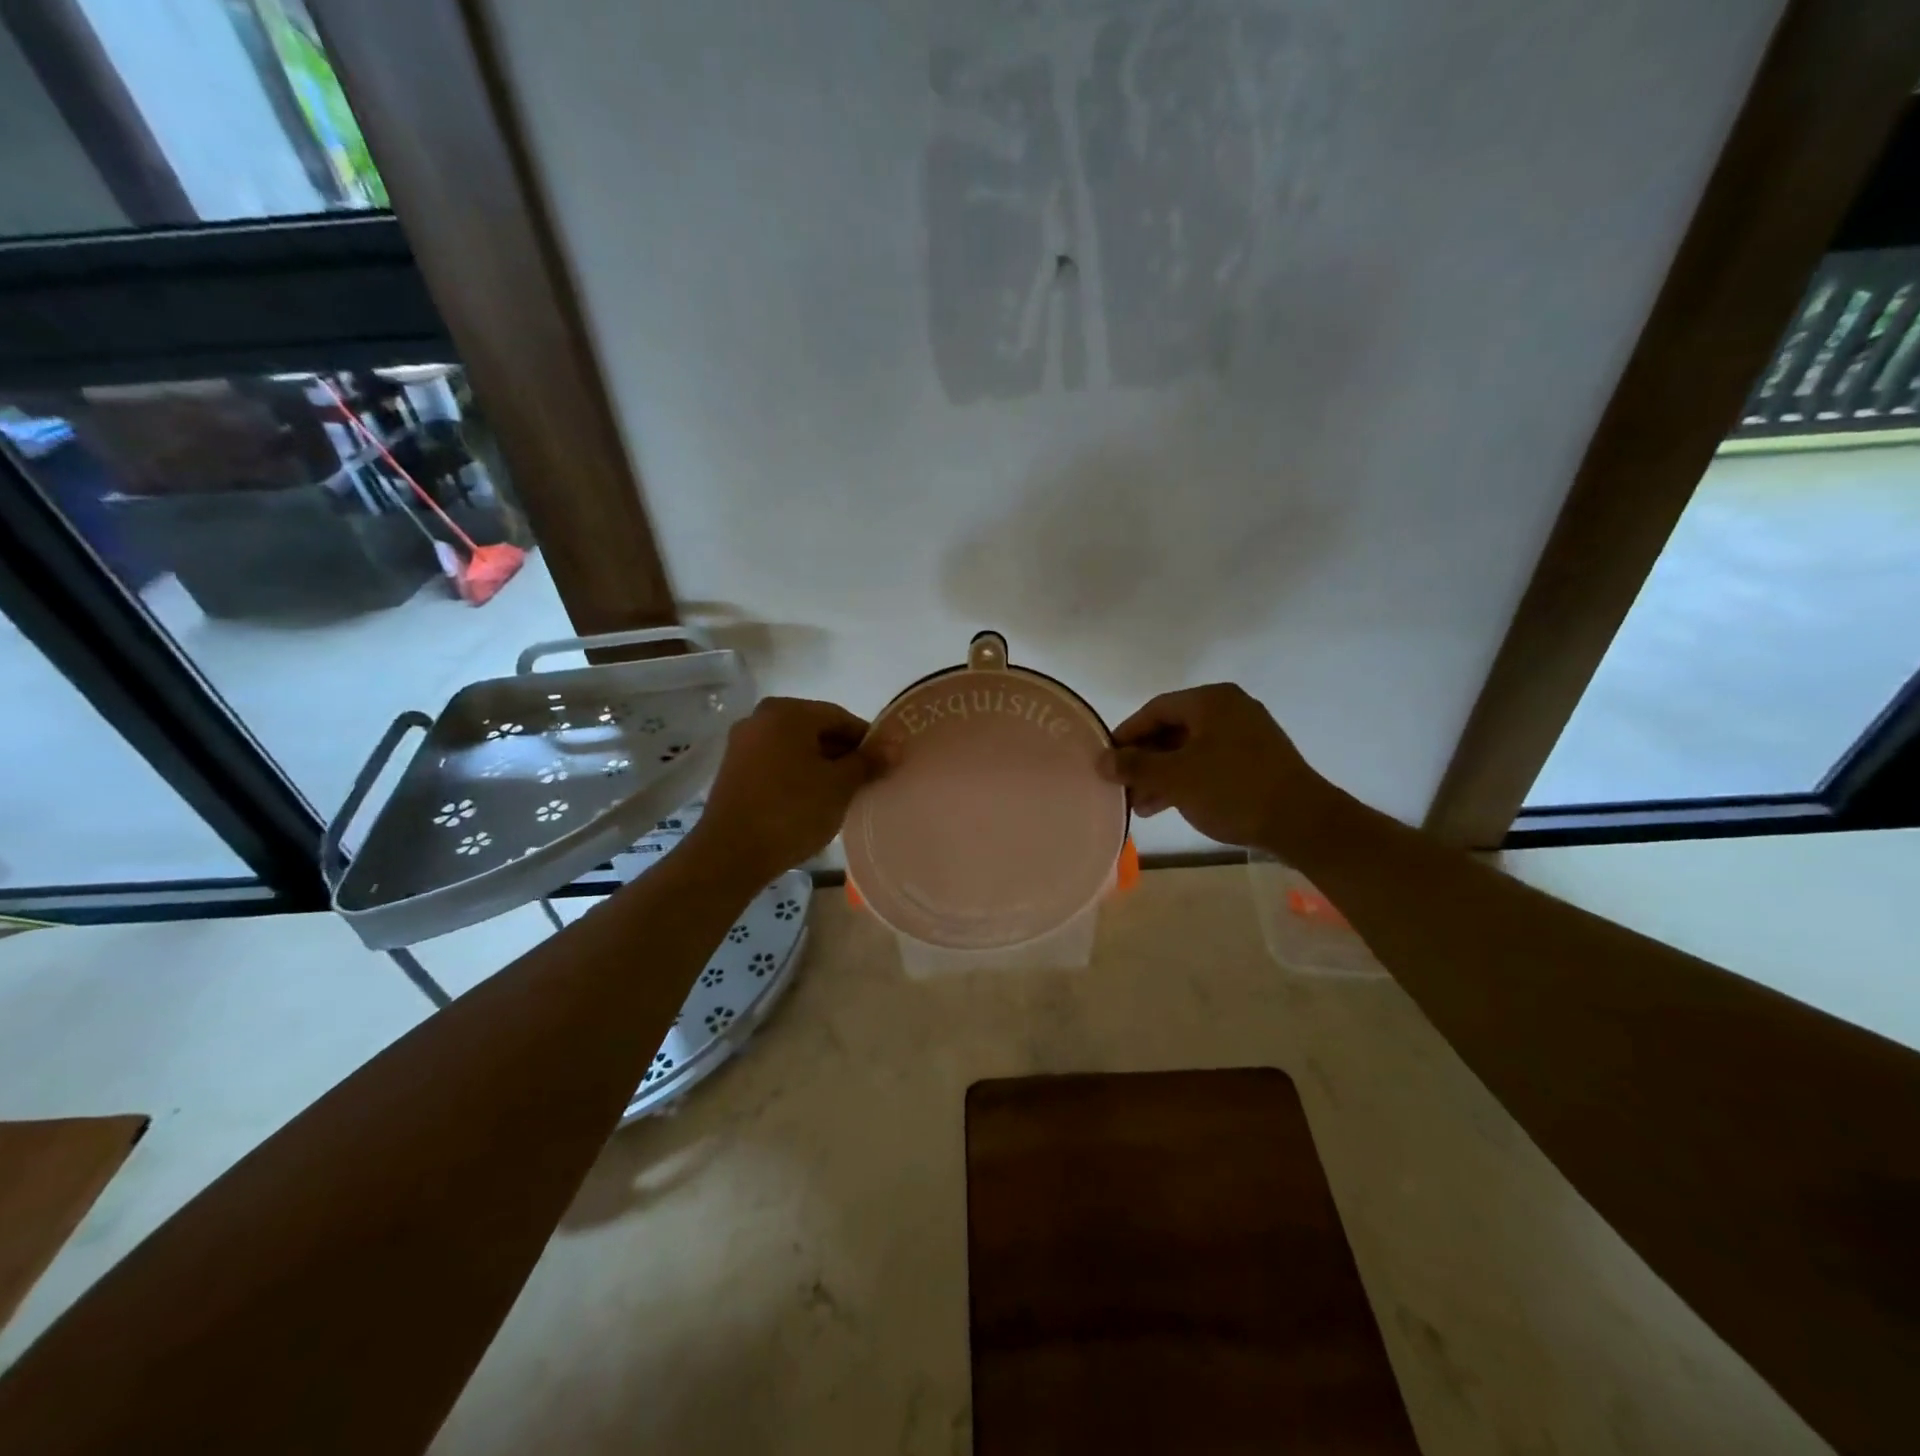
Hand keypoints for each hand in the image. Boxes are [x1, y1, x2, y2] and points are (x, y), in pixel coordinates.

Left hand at [690, 698, 881, 880]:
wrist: (731, 854)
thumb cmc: (792, 811)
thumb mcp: (839, 786)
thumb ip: (869, 761)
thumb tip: (896, 744)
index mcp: (787, 711)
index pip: (840, 717)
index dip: (867, 741)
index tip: (882, 766)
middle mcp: (760, 718)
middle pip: (816, 730)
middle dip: (843, 754)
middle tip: (864, 783)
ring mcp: (742, 744)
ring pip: (796, 748)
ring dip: (821, 767)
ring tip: (840, 796)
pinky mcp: (733, 770)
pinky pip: (776, 763)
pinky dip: (797, 775)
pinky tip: (810, 802)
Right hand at [1100, 684, 1337, 853]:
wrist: (1302, 822)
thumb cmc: (1232, 790)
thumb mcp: (1175, 778)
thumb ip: (1135, 766)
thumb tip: (1101, 760)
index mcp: (1210, 700)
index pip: (1155, 710)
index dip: (1126, 735)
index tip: (1107, 761)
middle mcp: (1229, 708)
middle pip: (1172, 730)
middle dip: (1144, 761)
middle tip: (1123, 788)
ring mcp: (1247, 734)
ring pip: (1190, 749)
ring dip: (1162, 775)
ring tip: (1141, 806)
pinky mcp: (1257, 759)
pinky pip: (1210, 762)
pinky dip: (1187, 779)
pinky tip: (1170, 805)